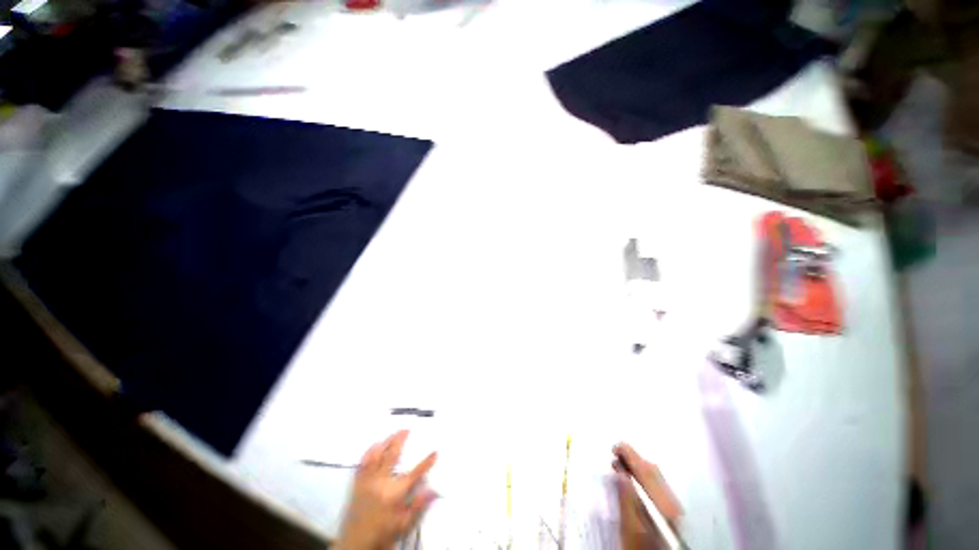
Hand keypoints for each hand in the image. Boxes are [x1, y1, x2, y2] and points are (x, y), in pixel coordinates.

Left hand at [336, 431, 437, 549]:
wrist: (356, 544)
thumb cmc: (382, 533)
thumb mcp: (404, 524)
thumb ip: (418, 506)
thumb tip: (433, 490)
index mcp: (394, 493)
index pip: (415, 473)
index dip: (426, 462)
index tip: (435, 452)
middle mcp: (381, 482)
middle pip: (392, 455)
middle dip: (400, 440)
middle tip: (407, 429)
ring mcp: (367, 481)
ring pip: (376, 455)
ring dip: (385, 442)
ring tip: (392, 434)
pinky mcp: (357, 484)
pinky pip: (362, 463)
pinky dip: (369, 452)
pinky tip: (373, 446)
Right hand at [612, 442, 681, 549]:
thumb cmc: (641, 549)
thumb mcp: (629, 529)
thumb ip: (626, 499)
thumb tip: (620, 472)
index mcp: (663, 506)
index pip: (646, 471)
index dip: (630, 455)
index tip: (615, 448)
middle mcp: (674, 504)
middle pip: (653, 472)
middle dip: (633, 459)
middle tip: (615, 453)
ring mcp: (676, 509)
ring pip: (657, 477)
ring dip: (638, 467)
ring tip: (621, 465)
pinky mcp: (674, 513)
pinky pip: (660, 486)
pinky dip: (645, 477)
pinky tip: (634, 479)